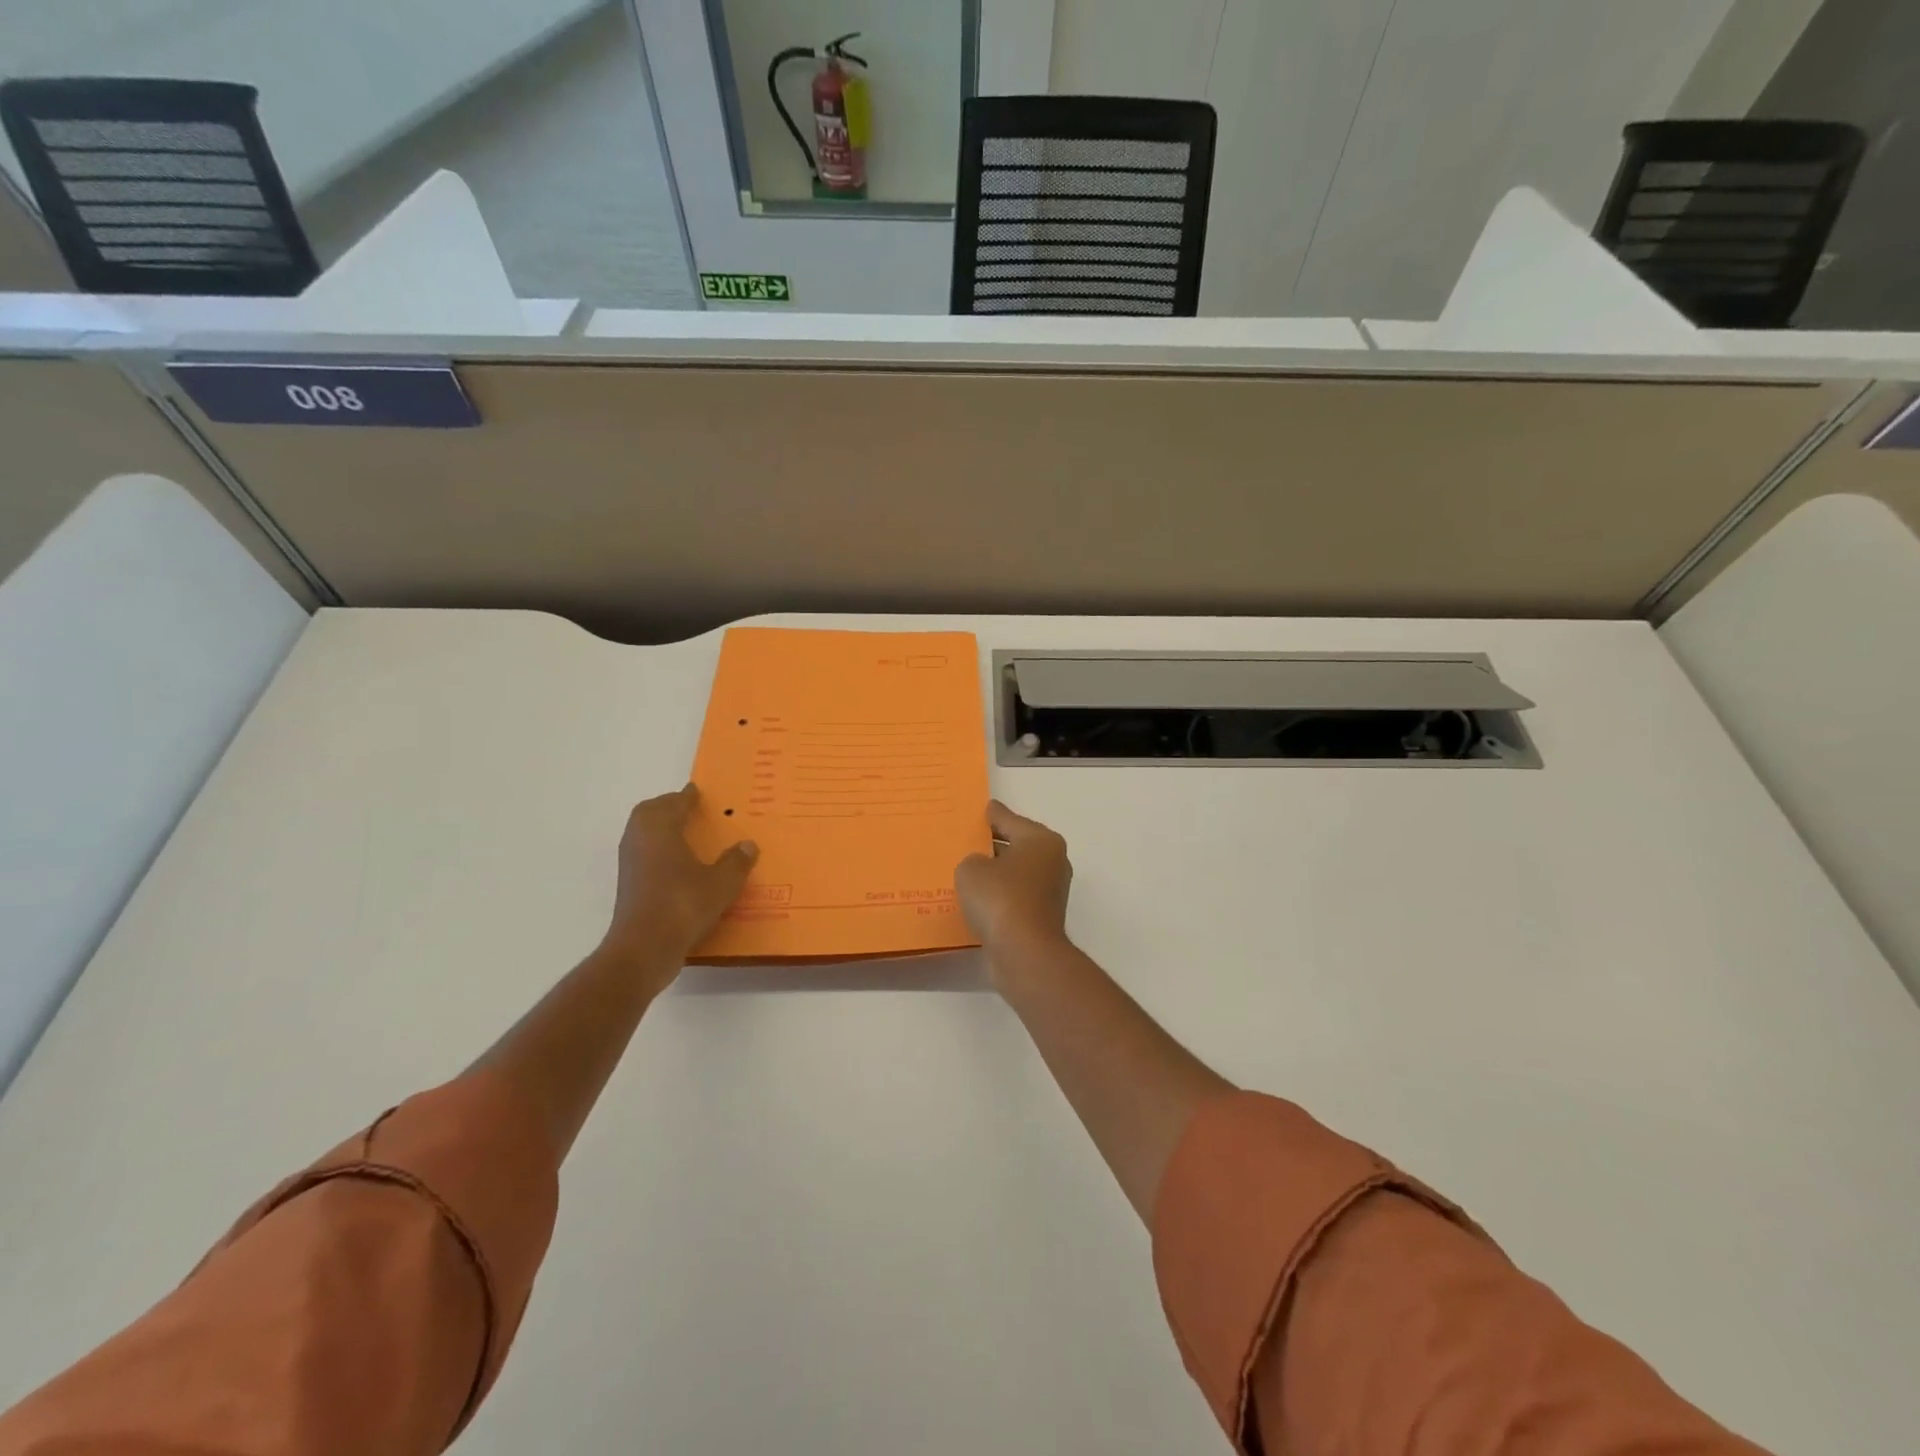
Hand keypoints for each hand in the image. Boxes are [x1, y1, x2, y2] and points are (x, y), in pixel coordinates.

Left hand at [601, 785, 757, 969]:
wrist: (644, 948)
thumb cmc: (683, 905)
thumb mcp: (721, 883)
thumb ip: (736, 862)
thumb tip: (748, 845)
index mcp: (661, 829)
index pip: (673, 803)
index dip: (687, 797)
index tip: (697, 791)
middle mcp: (640, 840)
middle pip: (649, 814)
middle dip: (667, 808)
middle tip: (689, 810)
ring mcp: (630, 864)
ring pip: (643, 835)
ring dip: (661, 830)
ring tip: (686, 836)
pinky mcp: (629, 887)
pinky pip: (645, 856)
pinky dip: (659, 852)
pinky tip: (679, 866)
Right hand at [955, 801, 1072, 971]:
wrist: (1024, 953)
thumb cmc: (1000, 898)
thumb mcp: (972, 869)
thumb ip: (973, 859)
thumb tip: (982, 866)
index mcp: (1041, 840)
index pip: (1010, 819)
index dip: (991, 814)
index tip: (980, 809)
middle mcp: (1052, 861)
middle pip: (1016, 845)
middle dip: (992, 844)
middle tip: (965, 840)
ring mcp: (1050, 892)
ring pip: (1015, 873)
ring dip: (994, 873)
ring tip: (965, 870)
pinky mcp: (1041, 917)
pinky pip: (1013, 897)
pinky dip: (997, 897)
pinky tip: (974, 900)